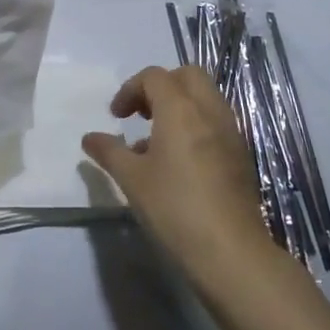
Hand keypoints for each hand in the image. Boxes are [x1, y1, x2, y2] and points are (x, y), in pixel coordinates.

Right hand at [83, 66, 274, 274]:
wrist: (231, 252)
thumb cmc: (174, 208)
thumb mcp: (131, 179)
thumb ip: (109, 151)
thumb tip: (89, 138)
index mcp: (180, 109)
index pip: (154, 76)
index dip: (130, 89)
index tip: (116, 117)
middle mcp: (209, 111)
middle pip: (187, 76)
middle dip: (160, 87)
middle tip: (141, 114)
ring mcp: (230, 133)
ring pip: (205, 98)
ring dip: (179, 106)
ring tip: (156, 142)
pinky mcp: (241, 155)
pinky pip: (215, 122)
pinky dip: (196, 125)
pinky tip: (179, 162)